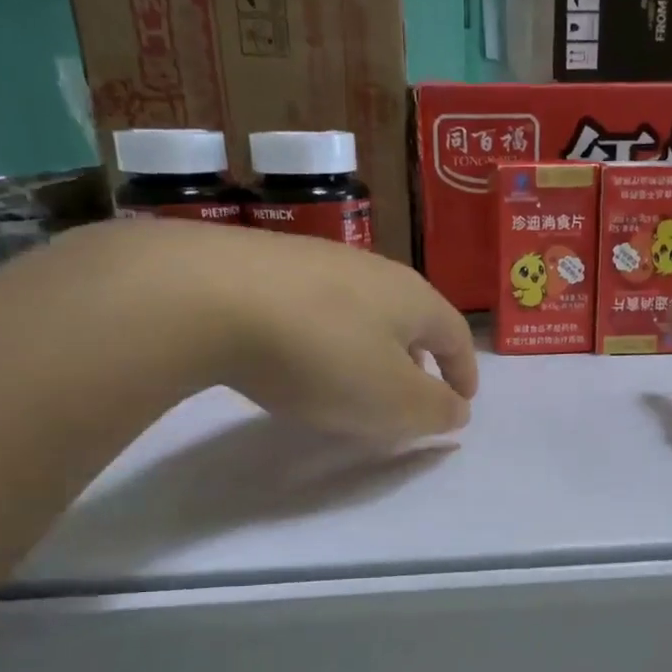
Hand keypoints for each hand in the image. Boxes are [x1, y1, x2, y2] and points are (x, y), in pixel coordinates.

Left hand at [187, 224, 477, 439]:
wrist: (207, 296)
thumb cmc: (322, 355)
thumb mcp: (393, 401)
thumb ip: (434, 410)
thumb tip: (457, 409)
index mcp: (413, 299)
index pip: (455, 335)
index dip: (464, 371)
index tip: (463, 400)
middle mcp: (372, 269)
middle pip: (411, 316)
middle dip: (420, 357)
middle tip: (413, 390)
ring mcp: (317, 261)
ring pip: (363, 309)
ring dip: (372, 346)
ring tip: (357, 377)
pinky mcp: (265, 264)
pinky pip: (317, 306)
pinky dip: (327, 336)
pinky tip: (300, 356)